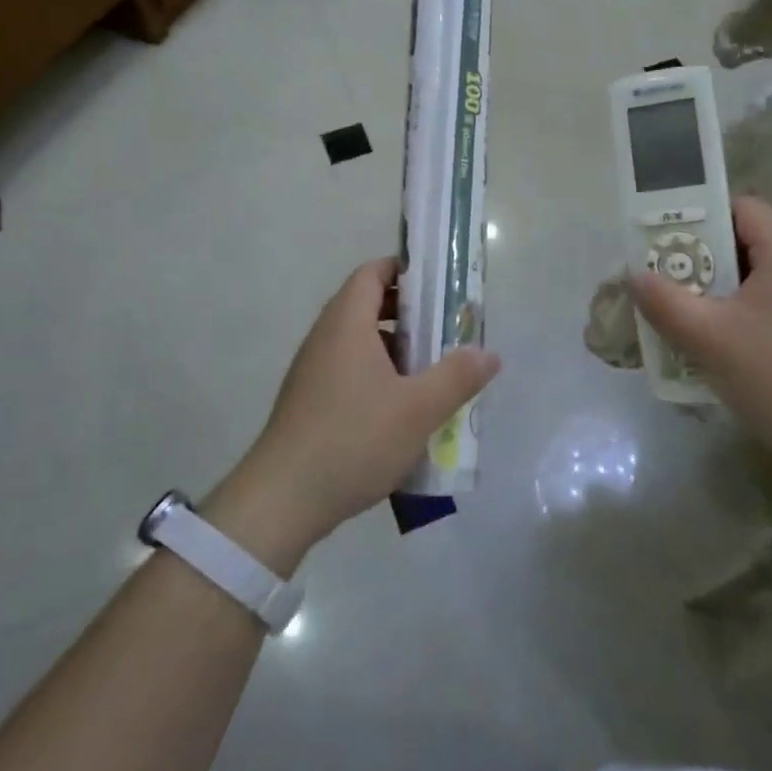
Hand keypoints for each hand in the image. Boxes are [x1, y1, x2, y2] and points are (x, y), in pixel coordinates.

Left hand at [208, 259, 498, 567]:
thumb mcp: (418, 409)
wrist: (282, 499)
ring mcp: (312, 370)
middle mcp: (325, 337)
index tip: (439, 286)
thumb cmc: (354, 439)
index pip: (372, 273)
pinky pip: (348, 370)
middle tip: (446, 331)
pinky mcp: (308, 401)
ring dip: (395, 348)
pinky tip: (401, 410)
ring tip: (431, 372)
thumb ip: (457, 377)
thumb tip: (489, 354)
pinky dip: (377, 374)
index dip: (405, 270)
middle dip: (409, 313)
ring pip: (359, 342)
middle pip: (367, 305)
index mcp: (347, 323)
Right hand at [628, 197, 771, 457]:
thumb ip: (665, 302)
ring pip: (750, 283)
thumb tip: (635, 275)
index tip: (662, 238)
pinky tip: (710, 349)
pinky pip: (764, 311)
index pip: (740, 207)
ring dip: (711, 293)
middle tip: (660, 279)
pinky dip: (733, 319)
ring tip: (676, 314)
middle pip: (742, 244)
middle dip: (697, 258)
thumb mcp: (710, 339)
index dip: (700, 213)